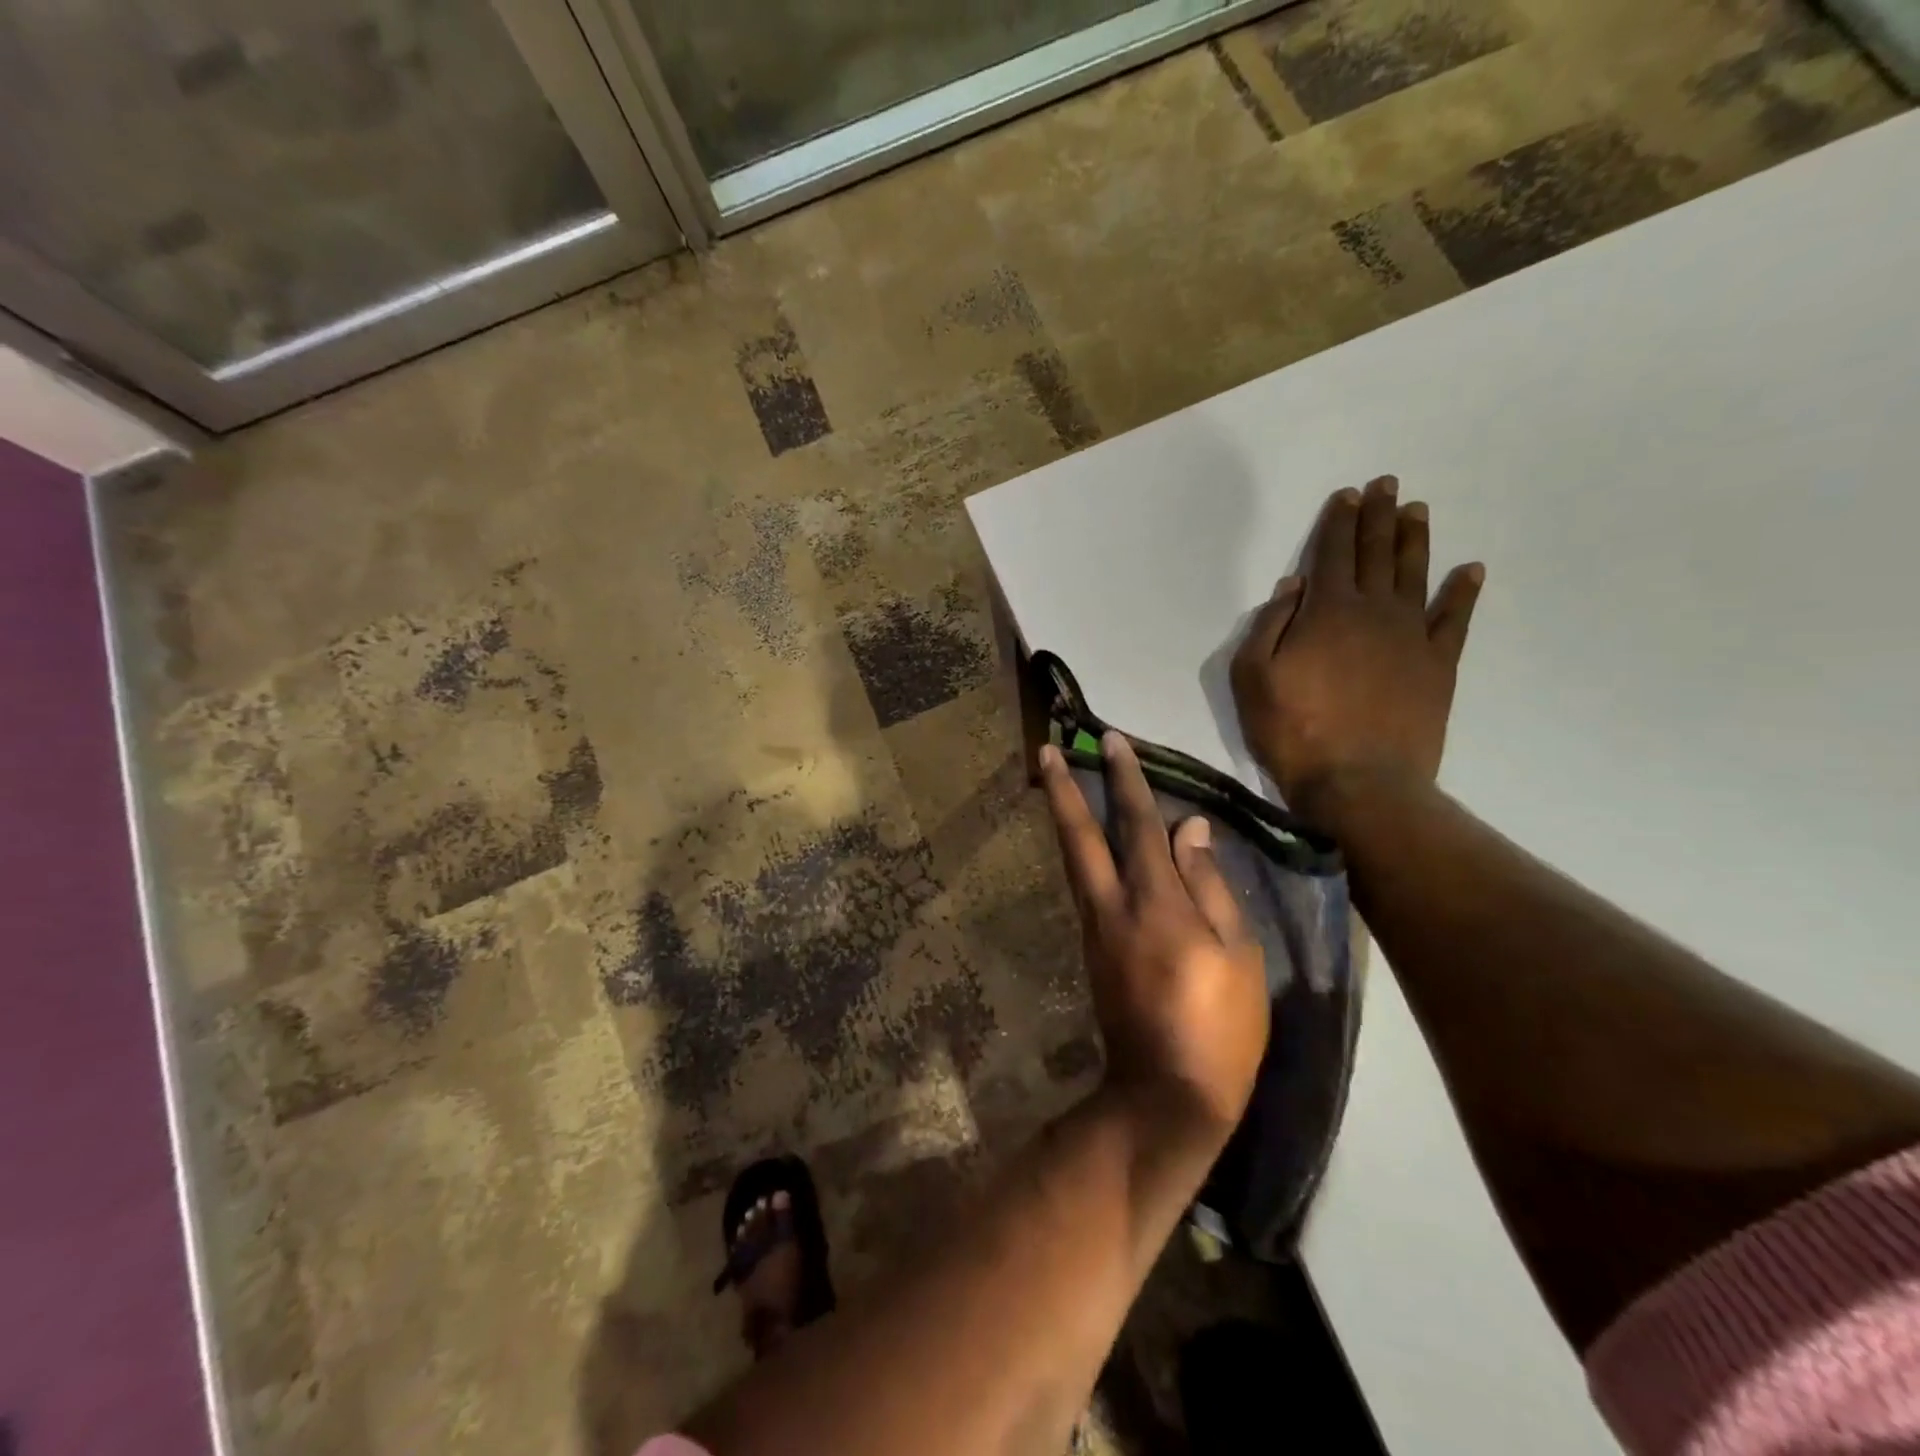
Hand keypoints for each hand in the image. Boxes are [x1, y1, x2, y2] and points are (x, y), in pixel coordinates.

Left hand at [1039, 732, 1268, 1140]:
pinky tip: (1082, 842)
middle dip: (1062, 788)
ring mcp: (1094, 927)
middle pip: (1080, 835)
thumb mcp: (1239, 954)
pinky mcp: (1090, 948)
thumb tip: (1190, 828)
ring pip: (1073, 858)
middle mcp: (1113, 905)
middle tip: (1046, 749)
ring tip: (1053, 781)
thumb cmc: (1220, 1026)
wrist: (1166, 1094)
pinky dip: (1078, 853)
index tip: (1110, 740)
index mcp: (1156, 902)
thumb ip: (1209, 884)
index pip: (1139, 824)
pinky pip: (1082, 885)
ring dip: (1062, 816)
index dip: (1126, 779)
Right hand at [1231, 476, 1483, 818]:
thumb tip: (1292, 587)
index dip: (1339, 522)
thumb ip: (1268, 627)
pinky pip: (1455, 619)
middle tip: (1387, 485)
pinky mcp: (1438, 665)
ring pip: (1416, 575)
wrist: (1360, 782)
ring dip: (1415, 540)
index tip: (1348, 495)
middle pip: (1377, 554)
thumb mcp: (1252, 679)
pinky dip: (1463, 593)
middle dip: (1379, 516)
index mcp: (1326, 612)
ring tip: (1418, 510)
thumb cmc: (1293, 731)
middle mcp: (1374, 612)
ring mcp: (1412, 636)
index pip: (1333, 554)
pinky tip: (1470, 571)